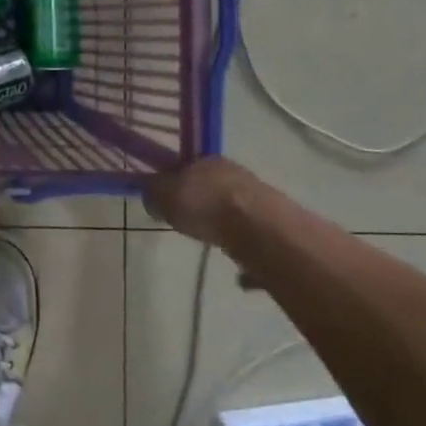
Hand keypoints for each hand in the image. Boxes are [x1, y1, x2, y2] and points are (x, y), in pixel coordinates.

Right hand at [143, 156, 262, 246]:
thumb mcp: (162, 195)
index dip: (173, 181)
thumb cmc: (204, 205)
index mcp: (206, 159)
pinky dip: (239, 243)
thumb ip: (152, 192)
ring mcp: (257, 195)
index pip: (185, 165)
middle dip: (198, 201)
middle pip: (210, 185)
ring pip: (230, 207)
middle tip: (185, 221)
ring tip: (209, 240)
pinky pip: (248, 232)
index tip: (166, 200)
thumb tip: (153, 197)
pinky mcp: (274, 222)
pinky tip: (235, 266)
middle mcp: (233, 171)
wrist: (260, 230)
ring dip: (220, 221)